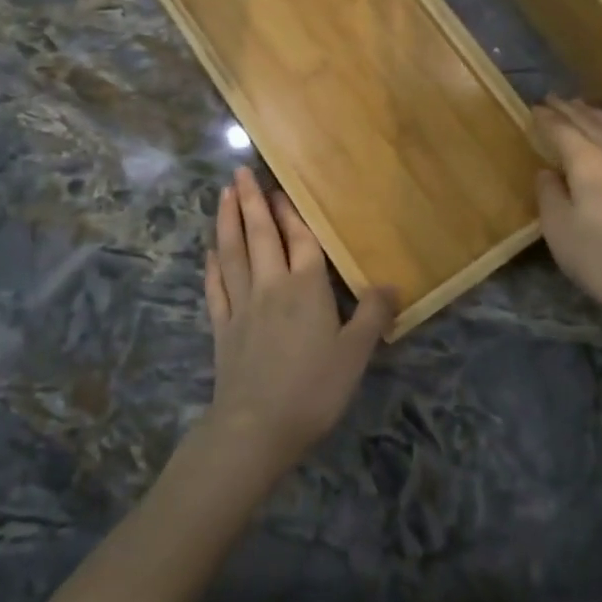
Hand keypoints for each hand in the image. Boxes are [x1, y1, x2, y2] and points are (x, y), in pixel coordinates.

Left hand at [201, 166, 395, 477]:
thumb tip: (391, 284)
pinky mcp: (222, 327)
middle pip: (260, 235)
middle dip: (251, 202)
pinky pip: (216, 287)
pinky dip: (213, 265)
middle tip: (240, 173)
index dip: (290, 212)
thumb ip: (373, 315)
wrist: (257, 428)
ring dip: (227, 221)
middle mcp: (271, 285)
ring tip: (222, 194)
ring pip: (233, 253)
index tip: (278, 186)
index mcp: (306, 287)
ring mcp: (242, 305)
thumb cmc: (313, 388)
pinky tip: (211, 251)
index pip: (299, 239)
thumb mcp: (356, 353)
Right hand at [534, 96, 601, 326]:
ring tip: (582, 108)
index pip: (563, 130)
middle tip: (553, 99)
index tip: (532, 108)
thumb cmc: (600, 255)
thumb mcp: (559, 228)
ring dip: (594, 115)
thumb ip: (549, 194)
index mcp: (589, 161)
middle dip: (570, 109)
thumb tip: (547, 172)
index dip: (546, 118)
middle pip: (591, 122)